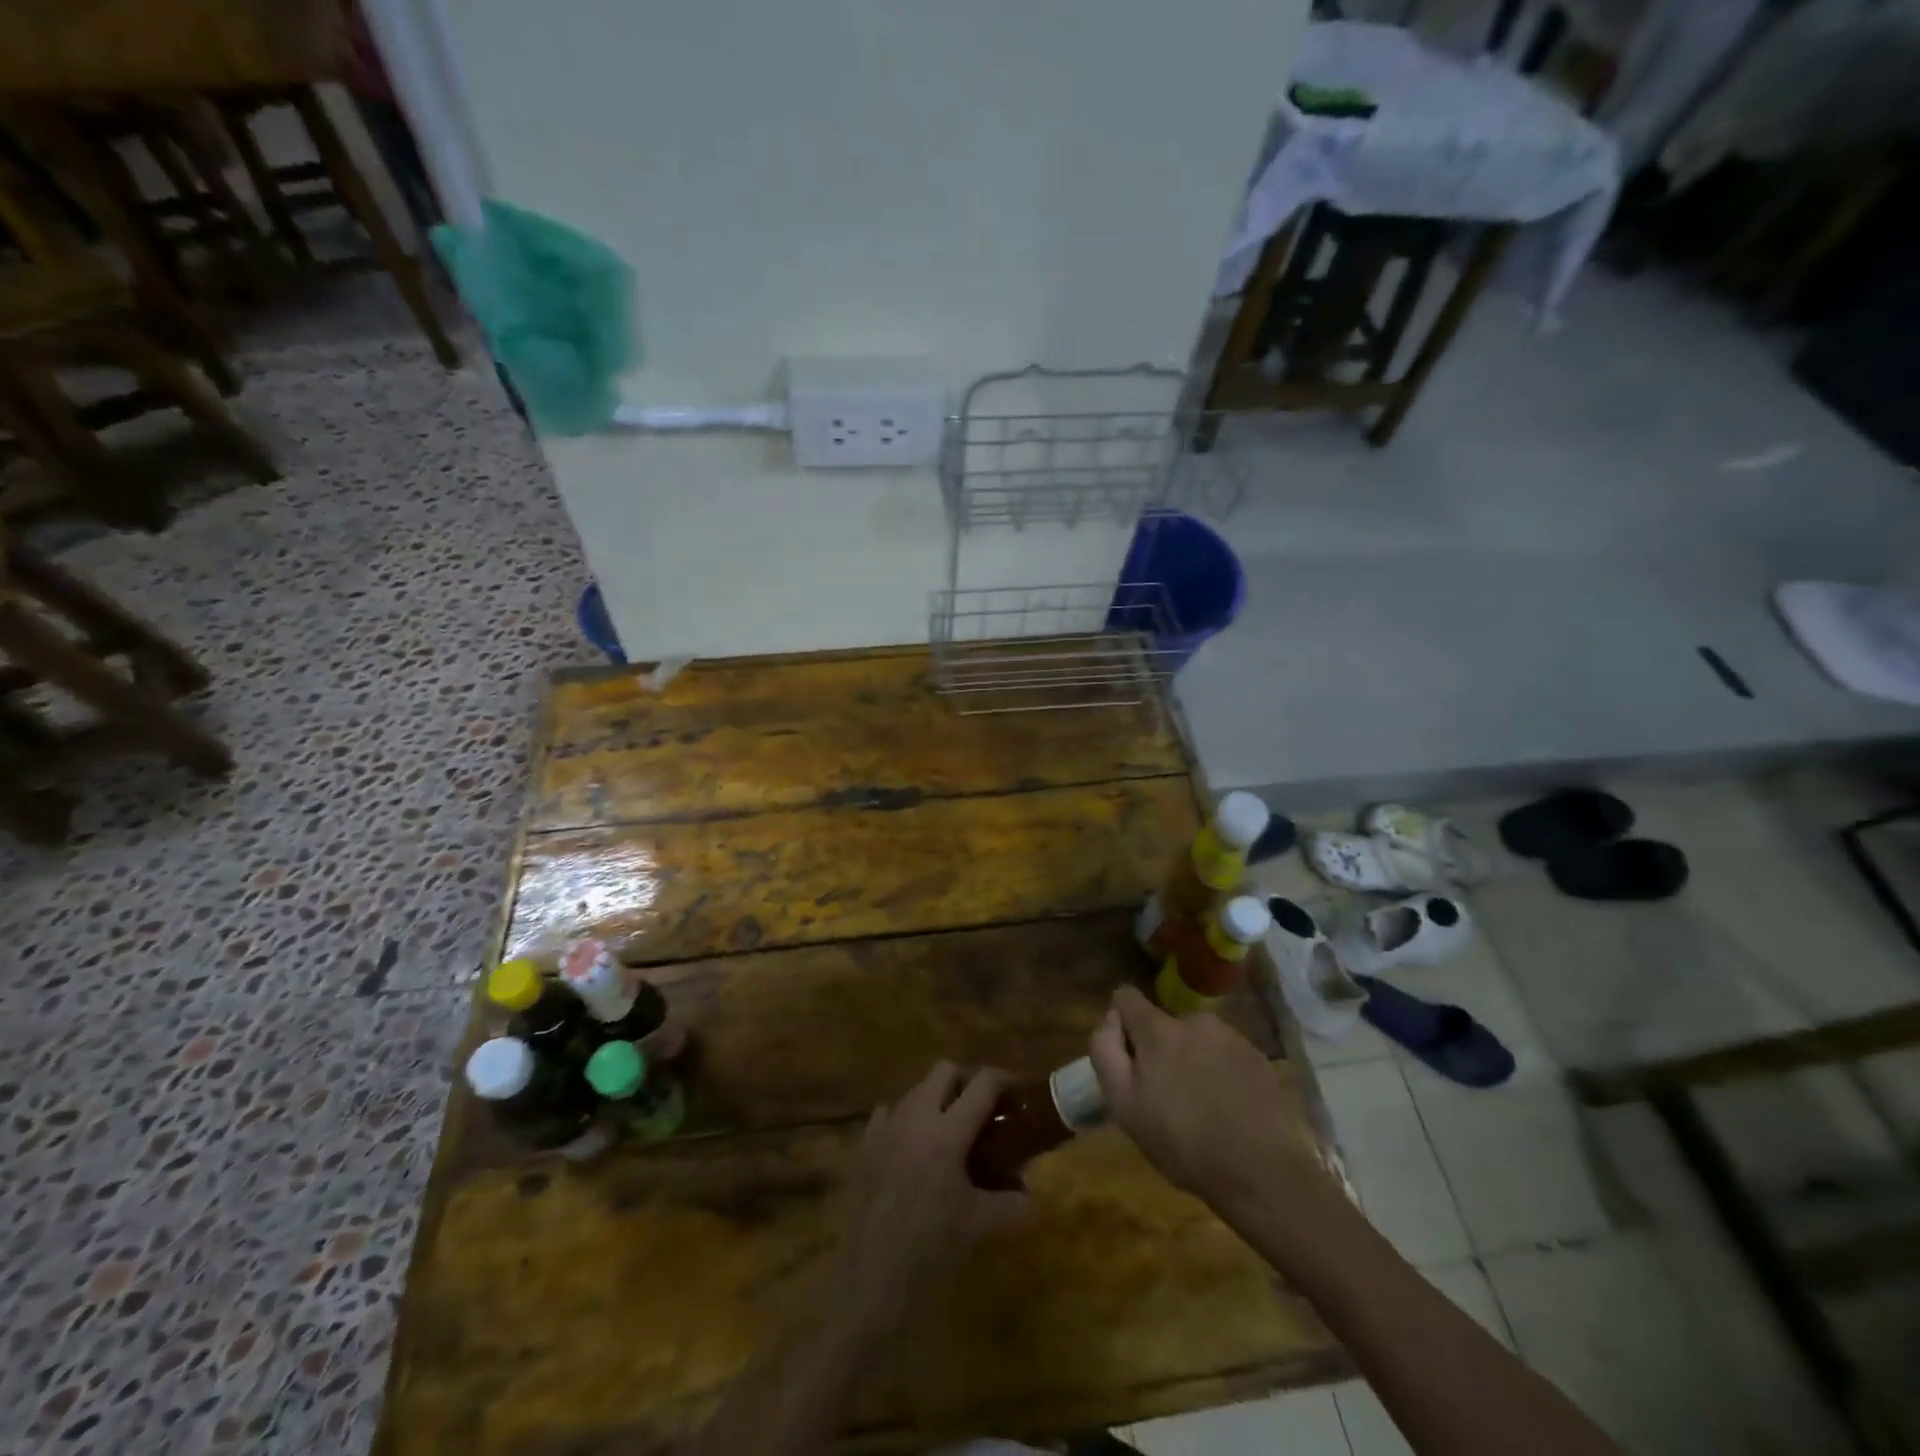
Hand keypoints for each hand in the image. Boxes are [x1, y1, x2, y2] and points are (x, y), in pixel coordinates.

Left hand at [832, 1062, 1028, 1332]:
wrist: (873, 1280)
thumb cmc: (932, 1249)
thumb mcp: (981, 1225)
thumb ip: (1014, 1204)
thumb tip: (1034, 1195)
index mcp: (948, 1132)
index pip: (982, 1084)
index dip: (1004, 1079)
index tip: (1018, 1090)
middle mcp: (915, 1117)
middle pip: (944, 1070)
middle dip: (967, 1081)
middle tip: (983, 1109)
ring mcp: (885, 1128)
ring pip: (915, 1089)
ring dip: (936, 1098)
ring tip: (950, 1129)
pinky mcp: (864, 1146)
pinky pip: (887, 1113)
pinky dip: (905, 1118)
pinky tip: (913, 1146)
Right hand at [1090, 986, 1333, 1221]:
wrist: (1264, 1173)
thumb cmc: (1183, 1143)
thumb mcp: (1124, 1105)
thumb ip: (1106, 1052)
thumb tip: (1109, 1020)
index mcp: (1159, 1028)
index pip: (1126, 997)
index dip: (1119, 1023)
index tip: (1128, 1058)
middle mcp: (1195, 1020)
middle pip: (1163, 1025)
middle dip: (1159, 1050)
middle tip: (1166, 1097)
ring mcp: (1231, 1037)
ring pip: (1196, 1040)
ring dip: (1191, 1061)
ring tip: (1201, 1107)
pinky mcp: (1259, 1058)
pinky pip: (1226, 1055)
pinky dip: (1220, 1073)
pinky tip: (1228, 1109)